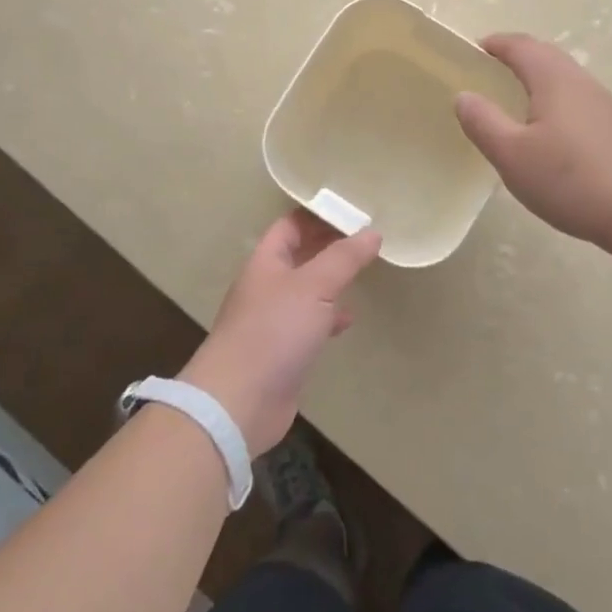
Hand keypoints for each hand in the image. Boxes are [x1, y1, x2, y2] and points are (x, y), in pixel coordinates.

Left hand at [180, 210, 381, 452]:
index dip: (317, 215)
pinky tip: (347, 320)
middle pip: (298, 256)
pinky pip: (308, 323)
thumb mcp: (314, 286)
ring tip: (362, 274)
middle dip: (327, 246)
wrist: (239, 401)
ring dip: (330, 281)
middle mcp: (266, 286)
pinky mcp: (281, 351)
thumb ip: (344, 258)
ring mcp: (272, 320)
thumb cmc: (274, 331)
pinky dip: (328, 317)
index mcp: (265, 262)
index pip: (290, 226)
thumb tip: (372, 232)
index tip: (351, 211)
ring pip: (305, 290)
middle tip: (365, 239)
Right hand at [454, 32, 611, 254]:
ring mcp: (605, 105)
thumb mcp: (512, 155)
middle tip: (489, 74)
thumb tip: (464, 95)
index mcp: (554, 79)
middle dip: (516, 57)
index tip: (474, 50)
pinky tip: (551, 135)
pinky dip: (556, 103)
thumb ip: (483, 122)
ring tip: (515, 104)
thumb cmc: (571, 179)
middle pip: (546, 56)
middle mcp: (582, 82)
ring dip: (538, 80)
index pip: (521, 46)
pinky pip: (578, 102)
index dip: (495, 44)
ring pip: (565, 79)